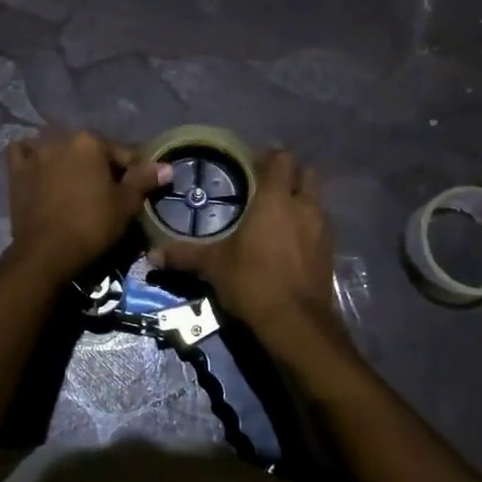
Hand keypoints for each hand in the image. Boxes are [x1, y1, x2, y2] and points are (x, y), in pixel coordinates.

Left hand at [3, 130, 169, 281]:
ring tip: (75, 184)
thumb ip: (144, 180)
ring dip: (68, 160)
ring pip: (58, 149)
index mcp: (91, 142)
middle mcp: (61, 139)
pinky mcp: (16, 172)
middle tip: (107, 192)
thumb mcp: (126, 204)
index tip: (137, 189)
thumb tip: (166, 166)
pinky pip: (24, 153)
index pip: (122, 153)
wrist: (47, 252)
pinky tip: (40, 168)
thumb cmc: (92, 225)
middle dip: (100, 166)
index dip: (134, 172)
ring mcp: (35, 154)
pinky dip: (32, 156)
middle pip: (90, 150)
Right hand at [148, 149, 342, 341]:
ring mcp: (322, 229)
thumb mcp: (214, 267)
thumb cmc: (253, 282)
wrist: (296, 323)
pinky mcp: (330, 251)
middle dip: (289, 176)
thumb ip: (185, 255)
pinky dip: (307, 227)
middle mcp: (304, 206)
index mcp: (276, 199)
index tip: (250, 167)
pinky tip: (289, 244)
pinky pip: (320, 226)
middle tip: (264, 189)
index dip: (268, 158)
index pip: (281, 158)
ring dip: (300, 201)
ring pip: (315, 201)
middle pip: (305, 174)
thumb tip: (151, 255)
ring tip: (276, 217)